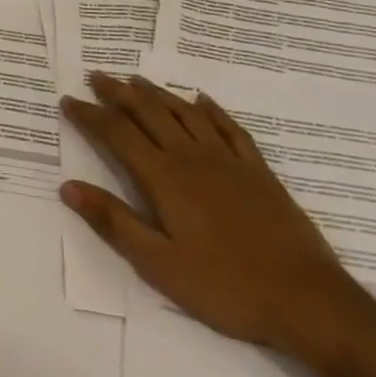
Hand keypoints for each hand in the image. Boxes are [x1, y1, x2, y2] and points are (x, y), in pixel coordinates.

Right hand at [61, 74, 372, 365]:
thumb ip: (114, 222)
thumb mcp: (159, 265)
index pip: (118, 135)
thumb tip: (68, 186)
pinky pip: (229, 127)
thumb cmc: (225, 287)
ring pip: (185, 113)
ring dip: (157, 93)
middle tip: (97, 76)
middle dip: (119, 93)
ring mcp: (229, 160)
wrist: (307, 300)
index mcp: (165, 178)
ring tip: (136, 80)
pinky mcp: (258, 171)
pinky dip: (210, 109)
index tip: (68, 100)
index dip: (90, 116)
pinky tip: (201, 100)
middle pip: (149, 113)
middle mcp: (193, 157)